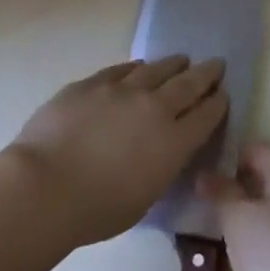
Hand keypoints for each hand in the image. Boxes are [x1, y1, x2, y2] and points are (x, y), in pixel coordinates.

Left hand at [9, 55, 227, 246]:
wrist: (46, 185)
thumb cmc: (97, 209)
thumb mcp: (145, 197)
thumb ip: (160, 167)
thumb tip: (161, 150)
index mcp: (174, 143)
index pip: (206, 116)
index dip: (218, 103)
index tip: (223, 94)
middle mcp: (154, 109)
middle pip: (188, 84)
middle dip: (206, 74)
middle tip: (216, 64)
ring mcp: (122, 90)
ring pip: (156, 69)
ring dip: (173, 64)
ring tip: (181, 60)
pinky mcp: (92, 83)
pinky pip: (122, 70)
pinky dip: (136, 68)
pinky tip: (138, 67)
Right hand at [204, 143, 269, 270]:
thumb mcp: (238, 220)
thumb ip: (221, 193)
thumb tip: (205, 175)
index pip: (256, 149)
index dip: (226, 158)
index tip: (202, 176)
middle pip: (266, 176)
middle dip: (236, 187)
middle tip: (205, 202)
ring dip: (248, 213)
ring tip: (220, 228)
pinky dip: (263, 234)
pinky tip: (245, 253)